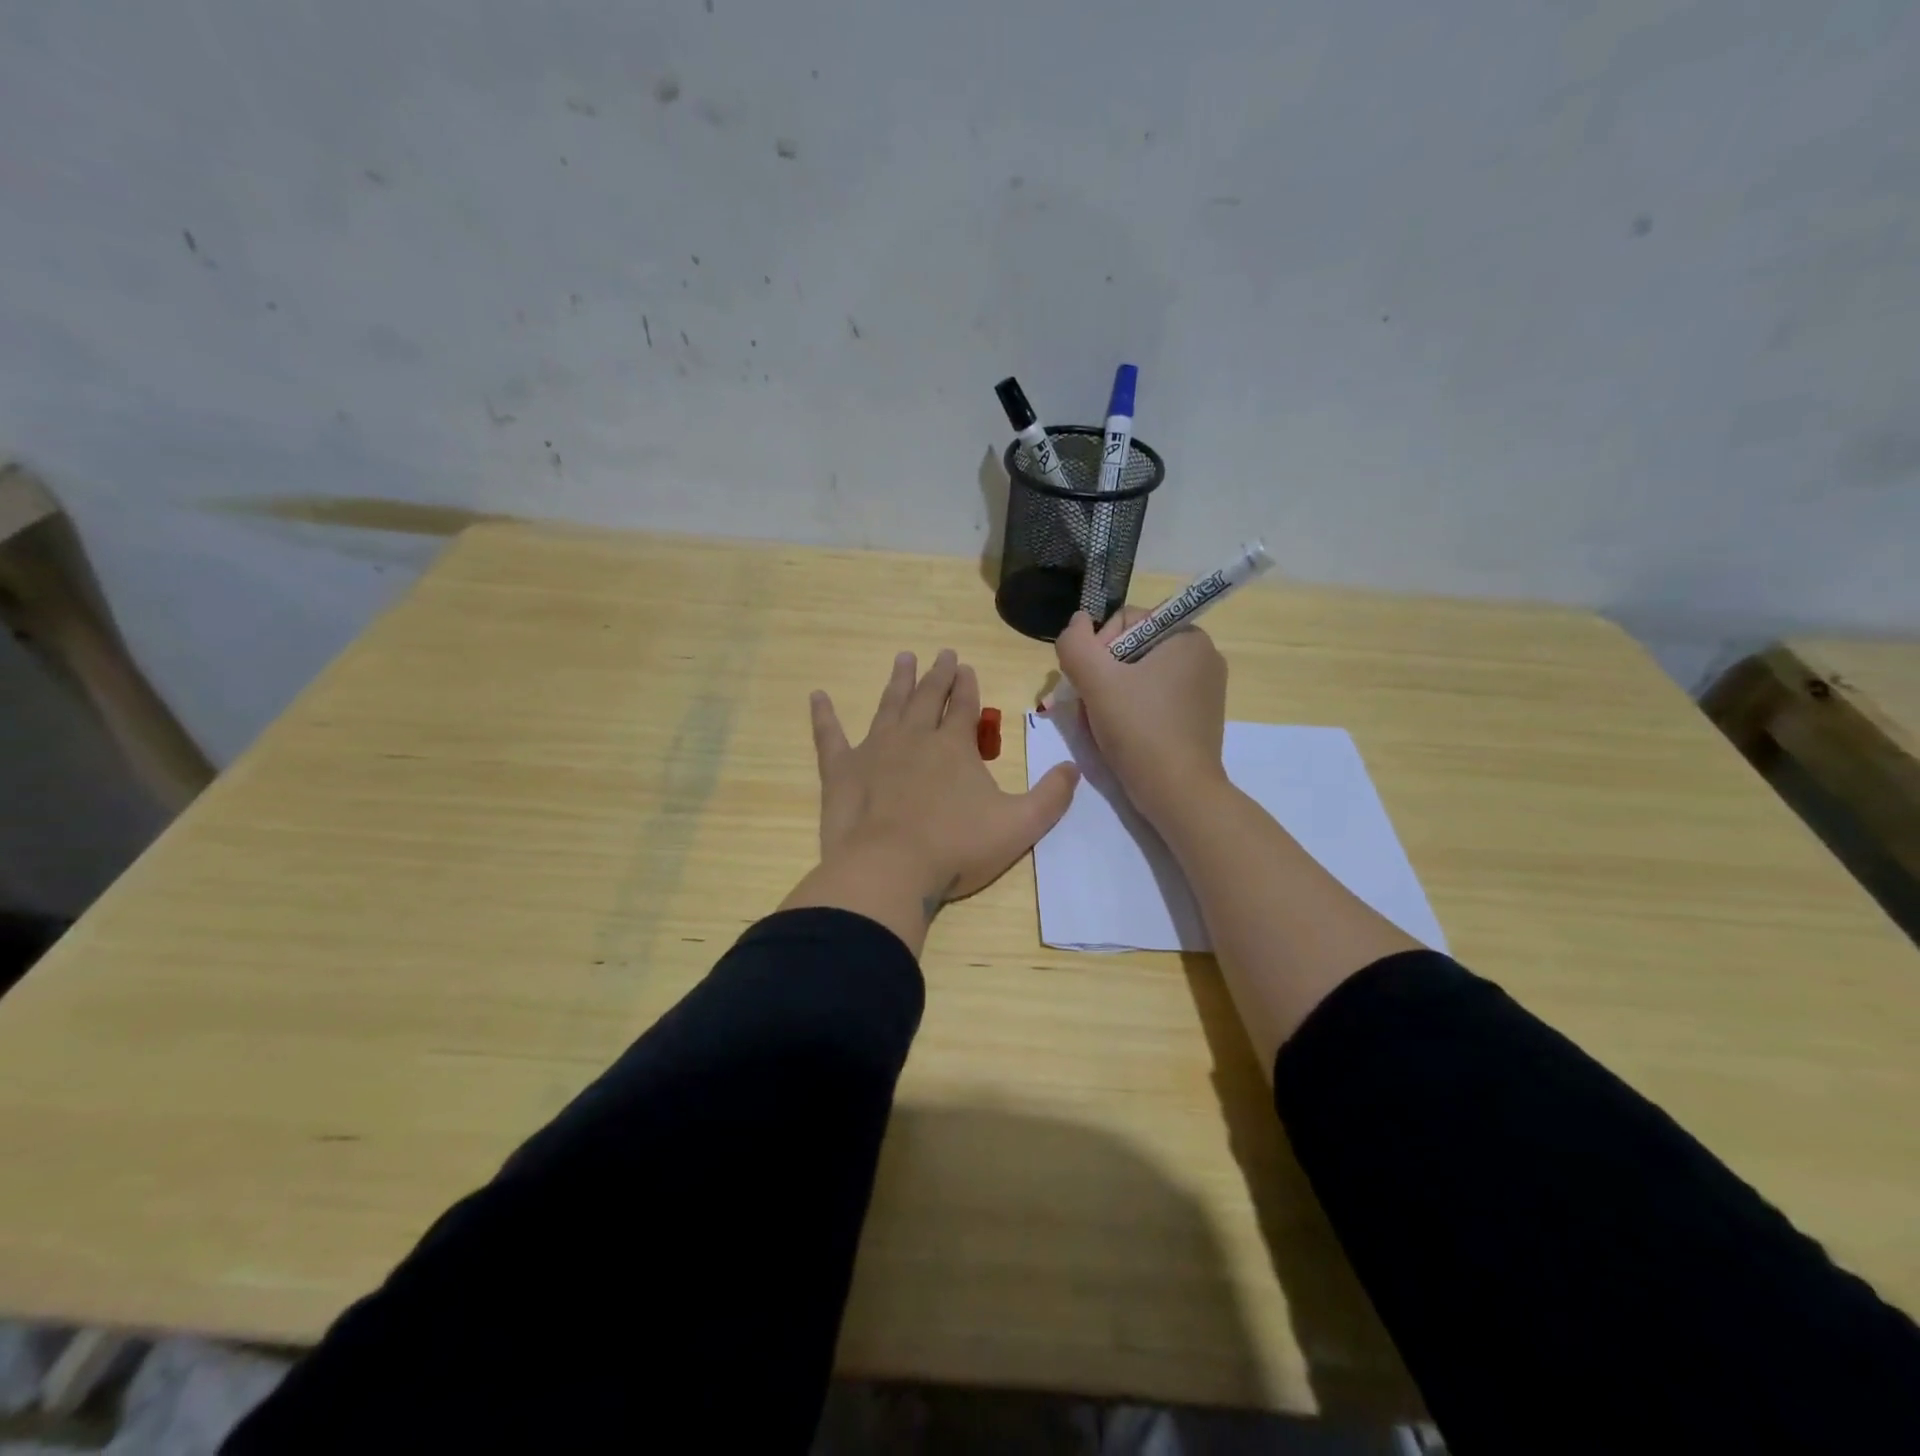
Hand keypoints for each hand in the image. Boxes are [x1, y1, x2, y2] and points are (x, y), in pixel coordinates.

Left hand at [780, 649, 1080, 953]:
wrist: (890, 869)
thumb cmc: (956, 848)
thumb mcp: (1019, 826)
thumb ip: (1051, 796)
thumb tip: (1073, 768)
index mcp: (954, 747)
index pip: (964, 707)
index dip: (967, 686)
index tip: (966, 666)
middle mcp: (914, 737)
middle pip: (927, 698)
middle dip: (937, 675)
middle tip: (940, 653)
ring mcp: (874, 750)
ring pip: (888, 706)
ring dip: (898, 682)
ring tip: (903, 658)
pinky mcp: (841, 770)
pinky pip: (829, 736)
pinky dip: (823, 716)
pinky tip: (817, 696)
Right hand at [1055, 608, 1228, 824]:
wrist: (1178, 793)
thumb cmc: (1139, 730)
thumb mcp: (1096, 681)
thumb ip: (1076, 643)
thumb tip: (1077, 621)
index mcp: (1187, 636)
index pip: (1126, 621)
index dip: (1098, 648)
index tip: (1089, 682)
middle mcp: (1203, 656)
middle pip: (1131, 650)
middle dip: (1103, 675)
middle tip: (1090, 707)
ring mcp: (1205, 689)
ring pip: (1140, 677)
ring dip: (1112, 695)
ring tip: (1102, 724)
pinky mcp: (1200, 717)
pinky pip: (1155, 700)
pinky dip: (1133, 711)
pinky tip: (1121, 735)